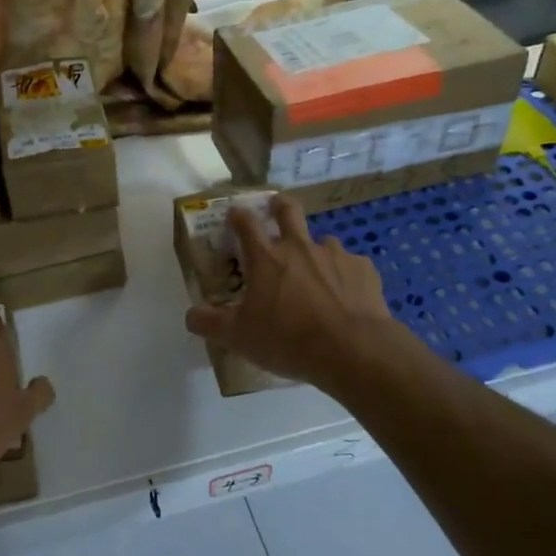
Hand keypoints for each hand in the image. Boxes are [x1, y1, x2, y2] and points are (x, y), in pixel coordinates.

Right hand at [185, 194, 393, 392]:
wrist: (352, 349)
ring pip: (323, 241)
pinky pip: (351, 266)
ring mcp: (335, 255)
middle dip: (280, 206)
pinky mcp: (363, 270)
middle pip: (289, 211)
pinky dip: (345, 276)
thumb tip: (191, 314)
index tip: (234, 214)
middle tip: (277, 208)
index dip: (237, 216)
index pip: (245, 223)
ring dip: (316, 250)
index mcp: (266, 258)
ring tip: (317, 272)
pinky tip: (346, 296)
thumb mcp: (238, 337)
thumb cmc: (287, 339)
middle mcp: (299, 247)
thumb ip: (209, 323)